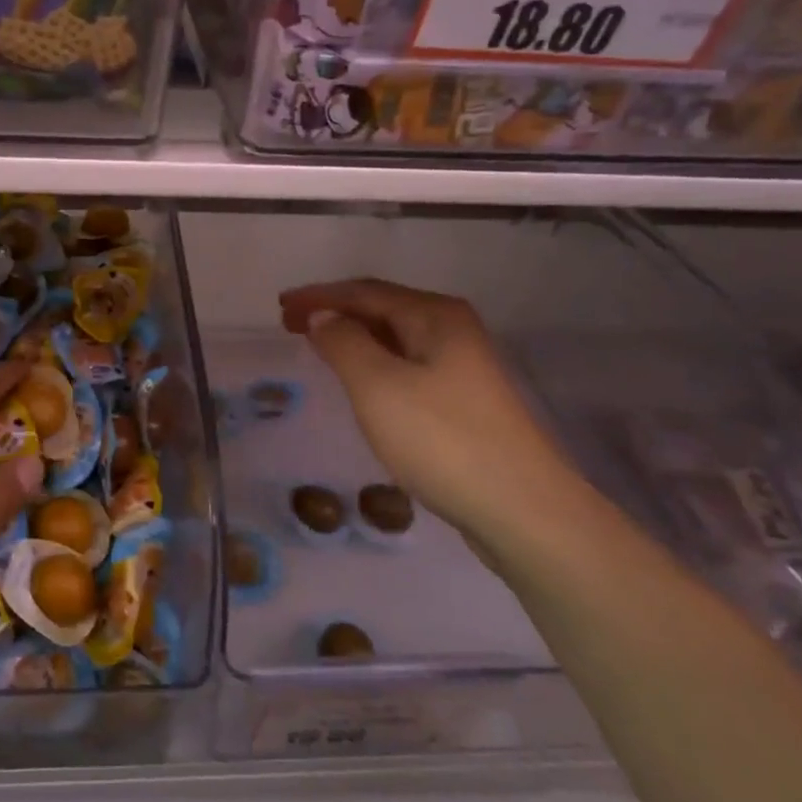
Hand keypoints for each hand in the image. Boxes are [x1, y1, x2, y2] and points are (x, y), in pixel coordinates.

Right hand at [279, 279, 603, 554]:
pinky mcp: (463, 400)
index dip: (318, 296)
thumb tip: (323, 317)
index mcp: (435, 316)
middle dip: (334, 312)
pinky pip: (406, 365)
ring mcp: (462, 366)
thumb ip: (343, 343)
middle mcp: (452, 330)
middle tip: (290, 325)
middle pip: (382, 308)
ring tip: (317, 347)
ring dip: (353, 337)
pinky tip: (360, 382)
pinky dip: (374, 362)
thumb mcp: (378, 386)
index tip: (280, 308)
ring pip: (395, 338)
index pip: (364, 291)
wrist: (522, 510)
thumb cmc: (442, 440)